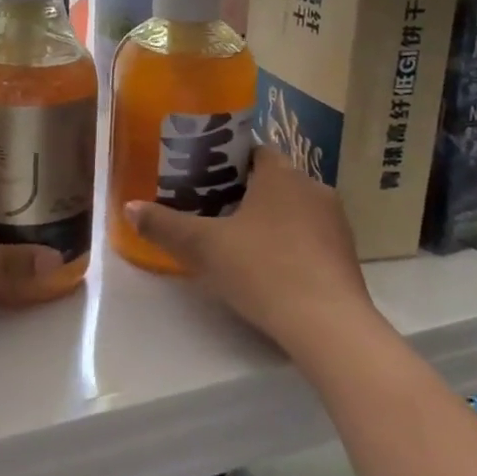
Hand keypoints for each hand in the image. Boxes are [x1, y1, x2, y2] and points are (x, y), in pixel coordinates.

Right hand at [126, 145, 377, 354]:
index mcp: (281, 174)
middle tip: (209, 210)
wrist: (328, 326)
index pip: (253, 150)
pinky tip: (269, 268)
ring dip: (268, 218)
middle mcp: (313, 188)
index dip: (225, 160)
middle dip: (243, 191)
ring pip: (293, 208)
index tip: (201, 177)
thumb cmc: (263, 270)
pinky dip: (289, 243)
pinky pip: (310, 236)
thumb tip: (130, 207)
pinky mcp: (346, 256)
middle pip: (272, 179)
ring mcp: (335, 223)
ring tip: (235, 240)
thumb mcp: (203, 247)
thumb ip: (165, 225)